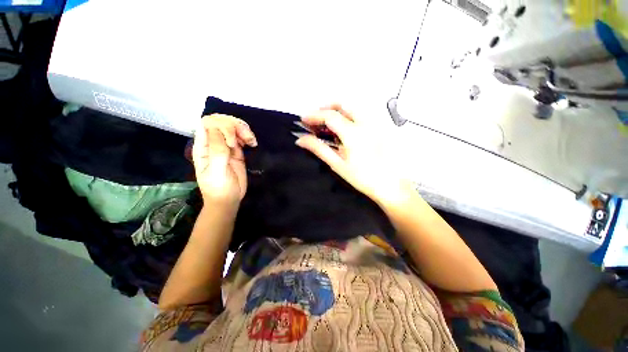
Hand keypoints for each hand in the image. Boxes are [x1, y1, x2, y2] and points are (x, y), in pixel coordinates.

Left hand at [192, 114, 256, 211]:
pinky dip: (248, 136)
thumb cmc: (219, 188)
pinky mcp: (237, 151)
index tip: (233, 142)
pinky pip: (241, 137)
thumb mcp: (216, 171)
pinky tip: (253, 144)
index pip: (207, 124)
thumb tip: (218, 129)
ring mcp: (225, 146)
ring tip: (251, 141)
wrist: (228, 199)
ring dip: (243, 129)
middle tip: (246, 139)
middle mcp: (213, 143)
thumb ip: (217, 151)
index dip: (221, 126)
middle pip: (221, 122)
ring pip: (232, 127)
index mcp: (203, 146)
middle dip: (234, 126)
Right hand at [295, 104, 412, 206]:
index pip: (330, 116)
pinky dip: (348, 116)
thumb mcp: (338, 164)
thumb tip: (300, 140)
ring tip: (327, 124)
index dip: (314, 115)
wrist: (390, 186)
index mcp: (353, 133)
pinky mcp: (380, 128)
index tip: (303, 120)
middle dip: (326, 108)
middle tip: (316, 120)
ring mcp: (375, 124)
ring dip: (337, 111)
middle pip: (343, 104)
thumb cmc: (362, 178)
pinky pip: (361, 115)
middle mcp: (365, 123)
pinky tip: (343, 129)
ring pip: (353, 108)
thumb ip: (319, 149)